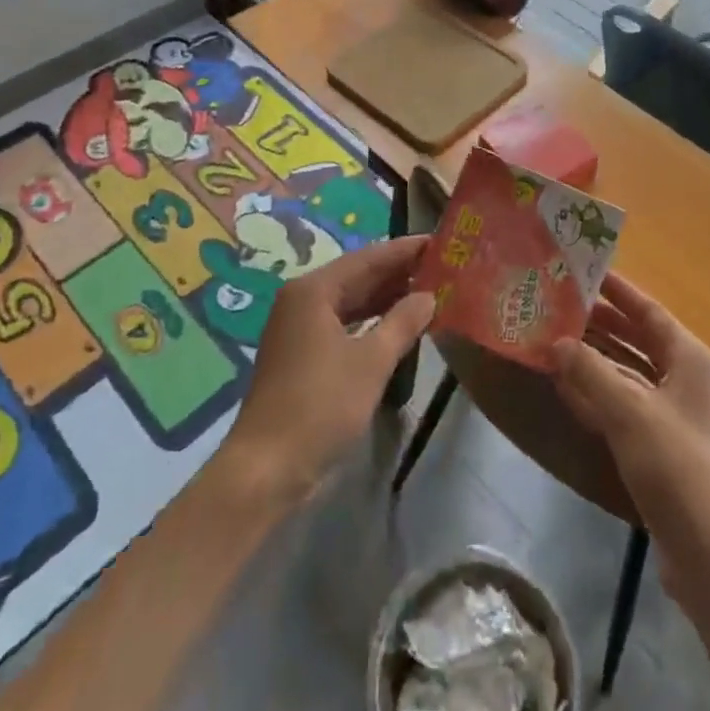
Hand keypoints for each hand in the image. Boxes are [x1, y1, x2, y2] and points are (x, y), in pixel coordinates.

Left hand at [223, 237, 435, 506]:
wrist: (267, 468)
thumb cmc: (321, 405)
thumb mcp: (371, 362)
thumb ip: (403, 322)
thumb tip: (429, 295)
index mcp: (314, 290)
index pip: (369, 257)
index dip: (405, 250)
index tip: (440, 242)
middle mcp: (303, 300)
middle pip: (358, 276)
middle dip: (398, 272)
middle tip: (442, 267)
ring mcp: (299, 328)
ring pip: (351, 301)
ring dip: (387, 298)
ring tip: (429, 292)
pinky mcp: (302, 355)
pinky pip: (344, 324)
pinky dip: (371, 321)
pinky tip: (399, 325)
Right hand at [550, 273, 709, 610]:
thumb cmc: (677, 466)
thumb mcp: (629, 411)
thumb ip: (590, 371)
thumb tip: (555, 342)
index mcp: (690, 359)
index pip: (649, 311)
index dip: (618, 291)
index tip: (584, 271)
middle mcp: (685, 380)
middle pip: (637, 340)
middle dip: (599, 325)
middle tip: (558, 307)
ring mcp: (674, 416)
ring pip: (628, 374)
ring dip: (594, 360)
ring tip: (553, 341)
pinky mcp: (661, 449)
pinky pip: (624, 407)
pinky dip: (597, 395)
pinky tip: (565, 388)